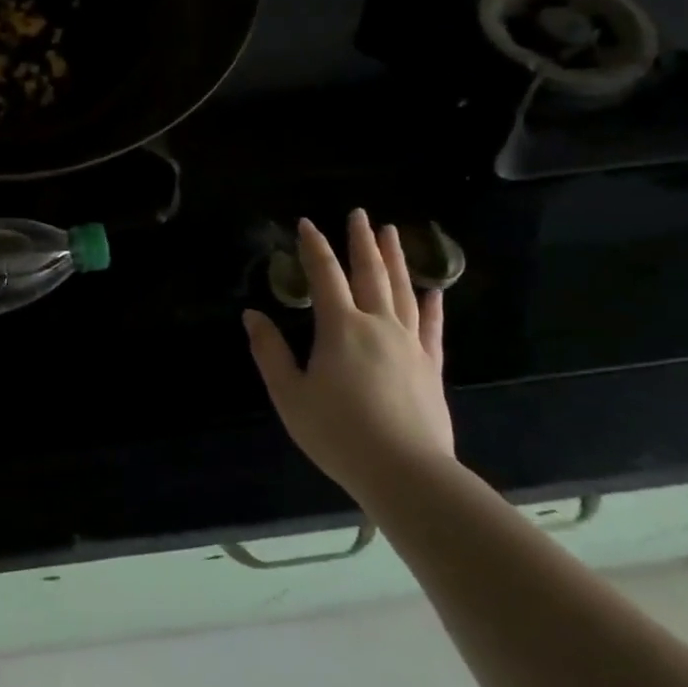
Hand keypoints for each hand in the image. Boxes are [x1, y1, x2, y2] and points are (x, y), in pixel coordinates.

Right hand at [243, 210, 452, 499]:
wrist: (405, 472)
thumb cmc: (338, 433)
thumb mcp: (290, 395)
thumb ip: (270, 352)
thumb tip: (252, 315)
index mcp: (340, 327)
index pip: (324, 275)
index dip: (314, 247)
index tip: (307, 223)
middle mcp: (377, 324)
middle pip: (369, 273)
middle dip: (361, 241)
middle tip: (359, 214)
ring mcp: (409, 344)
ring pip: (403, 291)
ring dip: (396, 259)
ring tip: (393, 233)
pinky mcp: (430, 366)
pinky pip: (432, 327)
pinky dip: (432, 305)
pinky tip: (434, 291)